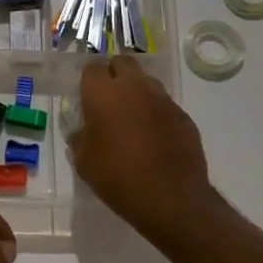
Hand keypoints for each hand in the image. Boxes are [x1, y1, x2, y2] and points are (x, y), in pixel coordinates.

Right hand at [69, 54, 221, 250]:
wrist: (171, 199)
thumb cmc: (118, 178)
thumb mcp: (83, 162)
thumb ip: (79, 138)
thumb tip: (82, 130)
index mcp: (103, 94)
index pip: (92, 68)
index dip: (88, 80)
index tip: (86, 96)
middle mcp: (134, 87)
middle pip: (123, 62)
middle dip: (114, 73)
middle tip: (108, 98)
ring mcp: (163, 99)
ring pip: (146, 81)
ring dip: (137, 91)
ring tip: (132, 117)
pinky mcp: (183, 116)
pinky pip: (165, 104)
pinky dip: (156, 113)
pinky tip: (154, 137)